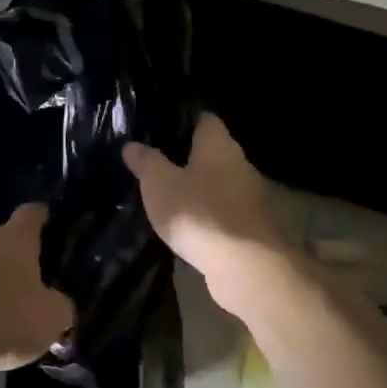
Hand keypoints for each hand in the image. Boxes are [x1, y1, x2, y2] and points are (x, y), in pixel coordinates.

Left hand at [0, 204, 75, 371]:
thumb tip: (59, 304)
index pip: (32, 213)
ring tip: (10, 305)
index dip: (43, 217)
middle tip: (36, 279)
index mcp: (16, 237)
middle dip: (19, 256)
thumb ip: (62, 305)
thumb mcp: (53, 317)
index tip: (50, 221)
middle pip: (6, 239)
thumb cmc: (9, 318)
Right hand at [124, 114, 289, 301]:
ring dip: (202, 188)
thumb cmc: (199, 213)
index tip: (165, 126)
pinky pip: (227, 212)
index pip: (206, 120)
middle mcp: (241, 165)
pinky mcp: (254, 229)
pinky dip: (211, 215)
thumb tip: (132, 144)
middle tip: (162, 163)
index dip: (186, 120)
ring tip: (174, 196)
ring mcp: (252, 198)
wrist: (246, 268)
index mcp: (219, 146)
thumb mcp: (160, 184)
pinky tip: (192, 226)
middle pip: (215, 152)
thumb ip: (146, 162)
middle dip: (192, 157)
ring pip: (222, 183)